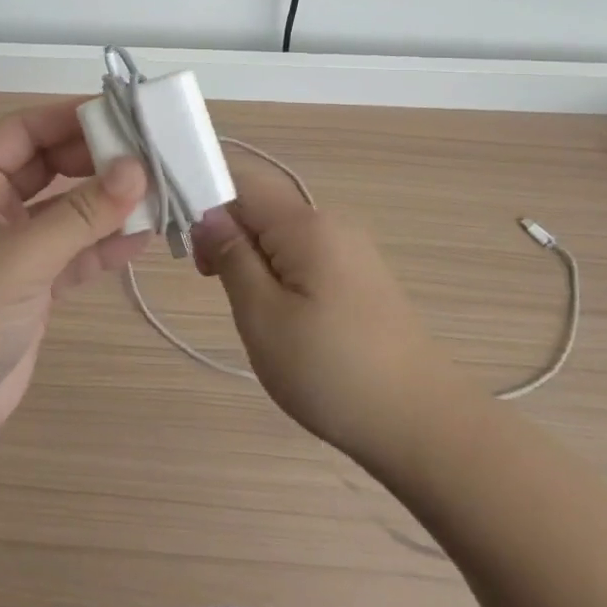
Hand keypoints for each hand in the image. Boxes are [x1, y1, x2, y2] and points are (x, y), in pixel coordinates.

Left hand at [0, 100, 150, 436]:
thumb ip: (81, 214)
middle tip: (150, 156)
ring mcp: (14, 246)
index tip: (123, 114)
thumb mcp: (22, 257)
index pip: (25, 130)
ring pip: (67, 209)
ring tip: (158, 194)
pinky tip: (142, 240)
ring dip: (107, 204)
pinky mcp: (33, 284)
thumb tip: (137, 169)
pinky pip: (75, 251)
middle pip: (50, 165)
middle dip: (96, 160)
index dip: (70, 117)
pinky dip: (104, 245)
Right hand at [192, 162, 456, 463]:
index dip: (202, 195)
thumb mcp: (262, 316)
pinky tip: (277, 312)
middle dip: (225, 230)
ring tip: (242, 304)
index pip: (240, 180)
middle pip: (260, 204)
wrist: (424, 426)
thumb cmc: (332, 370)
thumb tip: (207, 213)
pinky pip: (302, 254)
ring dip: (249, 254)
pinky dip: (275, 270)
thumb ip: (230, 255)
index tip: (183, 242)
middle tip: (207, 279)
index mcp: (305, 224)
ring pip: (279, 233)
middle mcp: (330, 223)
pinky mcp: (359, 277)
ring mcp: (350, 249)